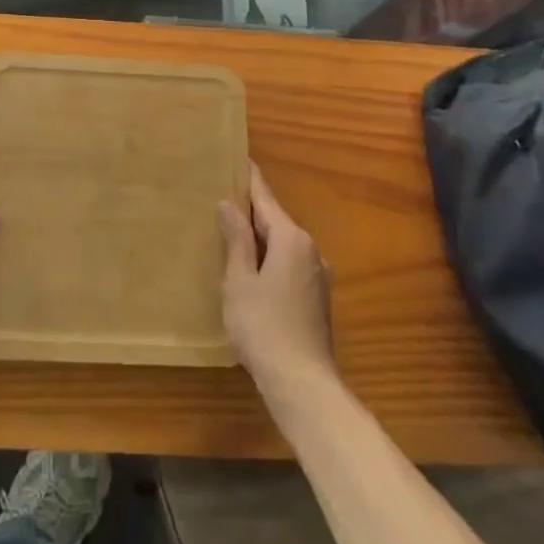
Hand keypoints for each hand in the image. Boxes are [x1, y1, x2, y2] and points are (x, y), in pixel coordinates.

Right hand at [219, 163, 334, 394]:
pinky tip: (252, 270)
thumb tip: (230, 205)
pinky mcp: (317, 299)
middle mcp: (310, 250)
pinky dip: (270, 259)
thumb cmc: (263, 326)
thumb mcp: (240, 280)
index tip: (241, 159)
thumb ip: (236, 240)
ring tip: (233, 232)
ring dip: (261, 238)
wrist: (303, 383)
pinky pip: (289, 265)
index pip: (266, 199)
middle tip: (226, 196)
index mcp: (291, 239)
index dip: (251, 180)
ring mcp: (318, 276)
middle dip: (253, 211)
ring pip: (284, 245)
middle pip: (276, 221)